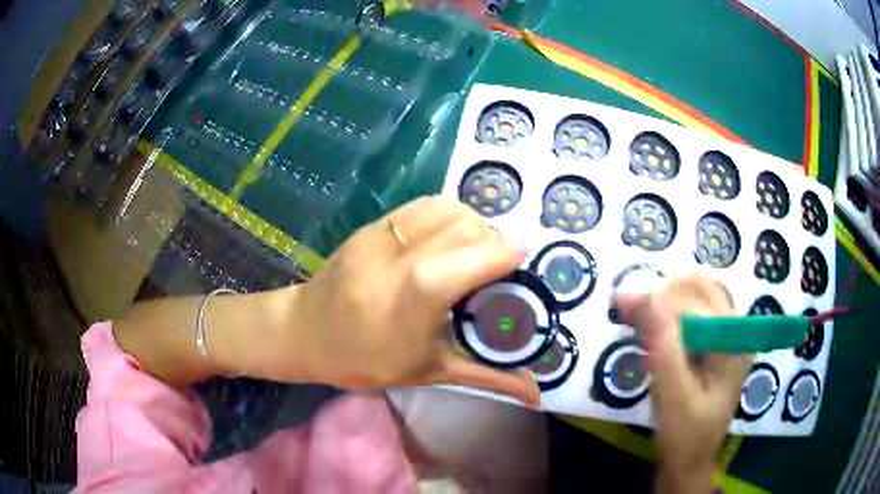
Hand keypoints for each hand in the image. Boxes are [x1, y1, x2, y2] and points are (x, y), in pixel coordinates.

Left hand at [258, 196, 539, 405]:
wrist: (305, 332)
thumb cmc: (366, 360)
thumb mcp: (429, 371)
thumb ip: (487, 377)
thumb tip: (535, 394)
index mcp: (410, 301)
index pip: (467, 260)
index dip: (503, 253)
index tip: (522, 258)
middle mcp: (395, 259)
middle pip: (462, 227)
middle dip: (491, 239)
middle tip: (496, 264)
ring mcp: (379, 236)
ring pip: (445, 207)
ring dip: (471, 222)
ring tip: (473, 248)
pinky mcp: (370, 225)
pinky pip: (422, 205)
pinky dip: (447, 214)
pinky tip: (447, 238)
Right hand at [614, 274, 751, 493]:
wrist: (691, 461)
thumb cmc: (685, 436)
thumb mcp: (674, 398)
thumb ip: (665, 350)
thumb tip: (647, 298)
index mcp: (734, 341)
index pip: (698, 302)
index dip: (659, 298)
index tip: (622, 303)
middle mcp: (736, 330)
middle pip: (700, 289)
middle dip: (662, 293)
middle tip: (626, 307)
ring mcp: (727, 336)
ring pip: (696, 297)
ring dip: (664, 299)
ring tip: (635, 315)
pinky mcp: (715, 345)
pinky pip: (693, 314)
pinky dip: (668, 313)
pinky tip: (651, 328)